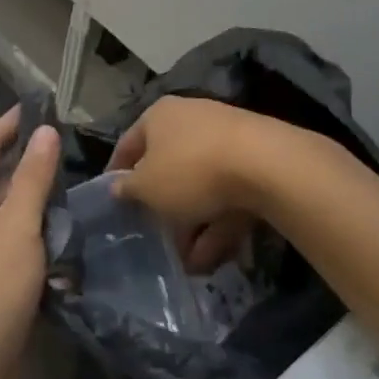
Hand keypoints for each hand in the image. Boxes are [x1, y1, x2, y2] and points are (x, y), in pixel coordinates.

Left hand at [0, 107, 60, 378]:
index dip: (13, 123)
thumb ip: (32, 178)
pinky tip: (73, 249)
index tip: (43, 104)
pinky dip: (44, 248)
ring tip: (82, 195)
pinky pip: (22, 253)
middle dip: (34, 167)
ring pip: (15, 218)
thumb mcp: (15, 226)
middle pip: (1, 180)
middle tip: (75, 150)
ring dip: (44, 210)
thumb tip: (44, 131)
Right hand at [109, 96, 273, 271]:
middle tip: (155, 236)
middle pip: (169, 166)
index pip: (129, 144)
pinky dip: (219, 223)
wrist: (266, 164)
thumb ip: (129, 189)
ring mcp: (225, 139)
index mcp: (159, 115)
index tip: (112, 201)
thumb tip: (118, 188)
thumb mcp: (148, 187)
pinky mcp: (254, 161)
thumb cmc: (191, 170)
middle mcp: (191, 119)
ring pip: (201, 185)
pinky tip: (213, 258)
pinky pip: (228, 194)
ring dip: (193, 225)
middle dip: (163, 207)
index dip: (117, 173)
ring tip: (189, 263)